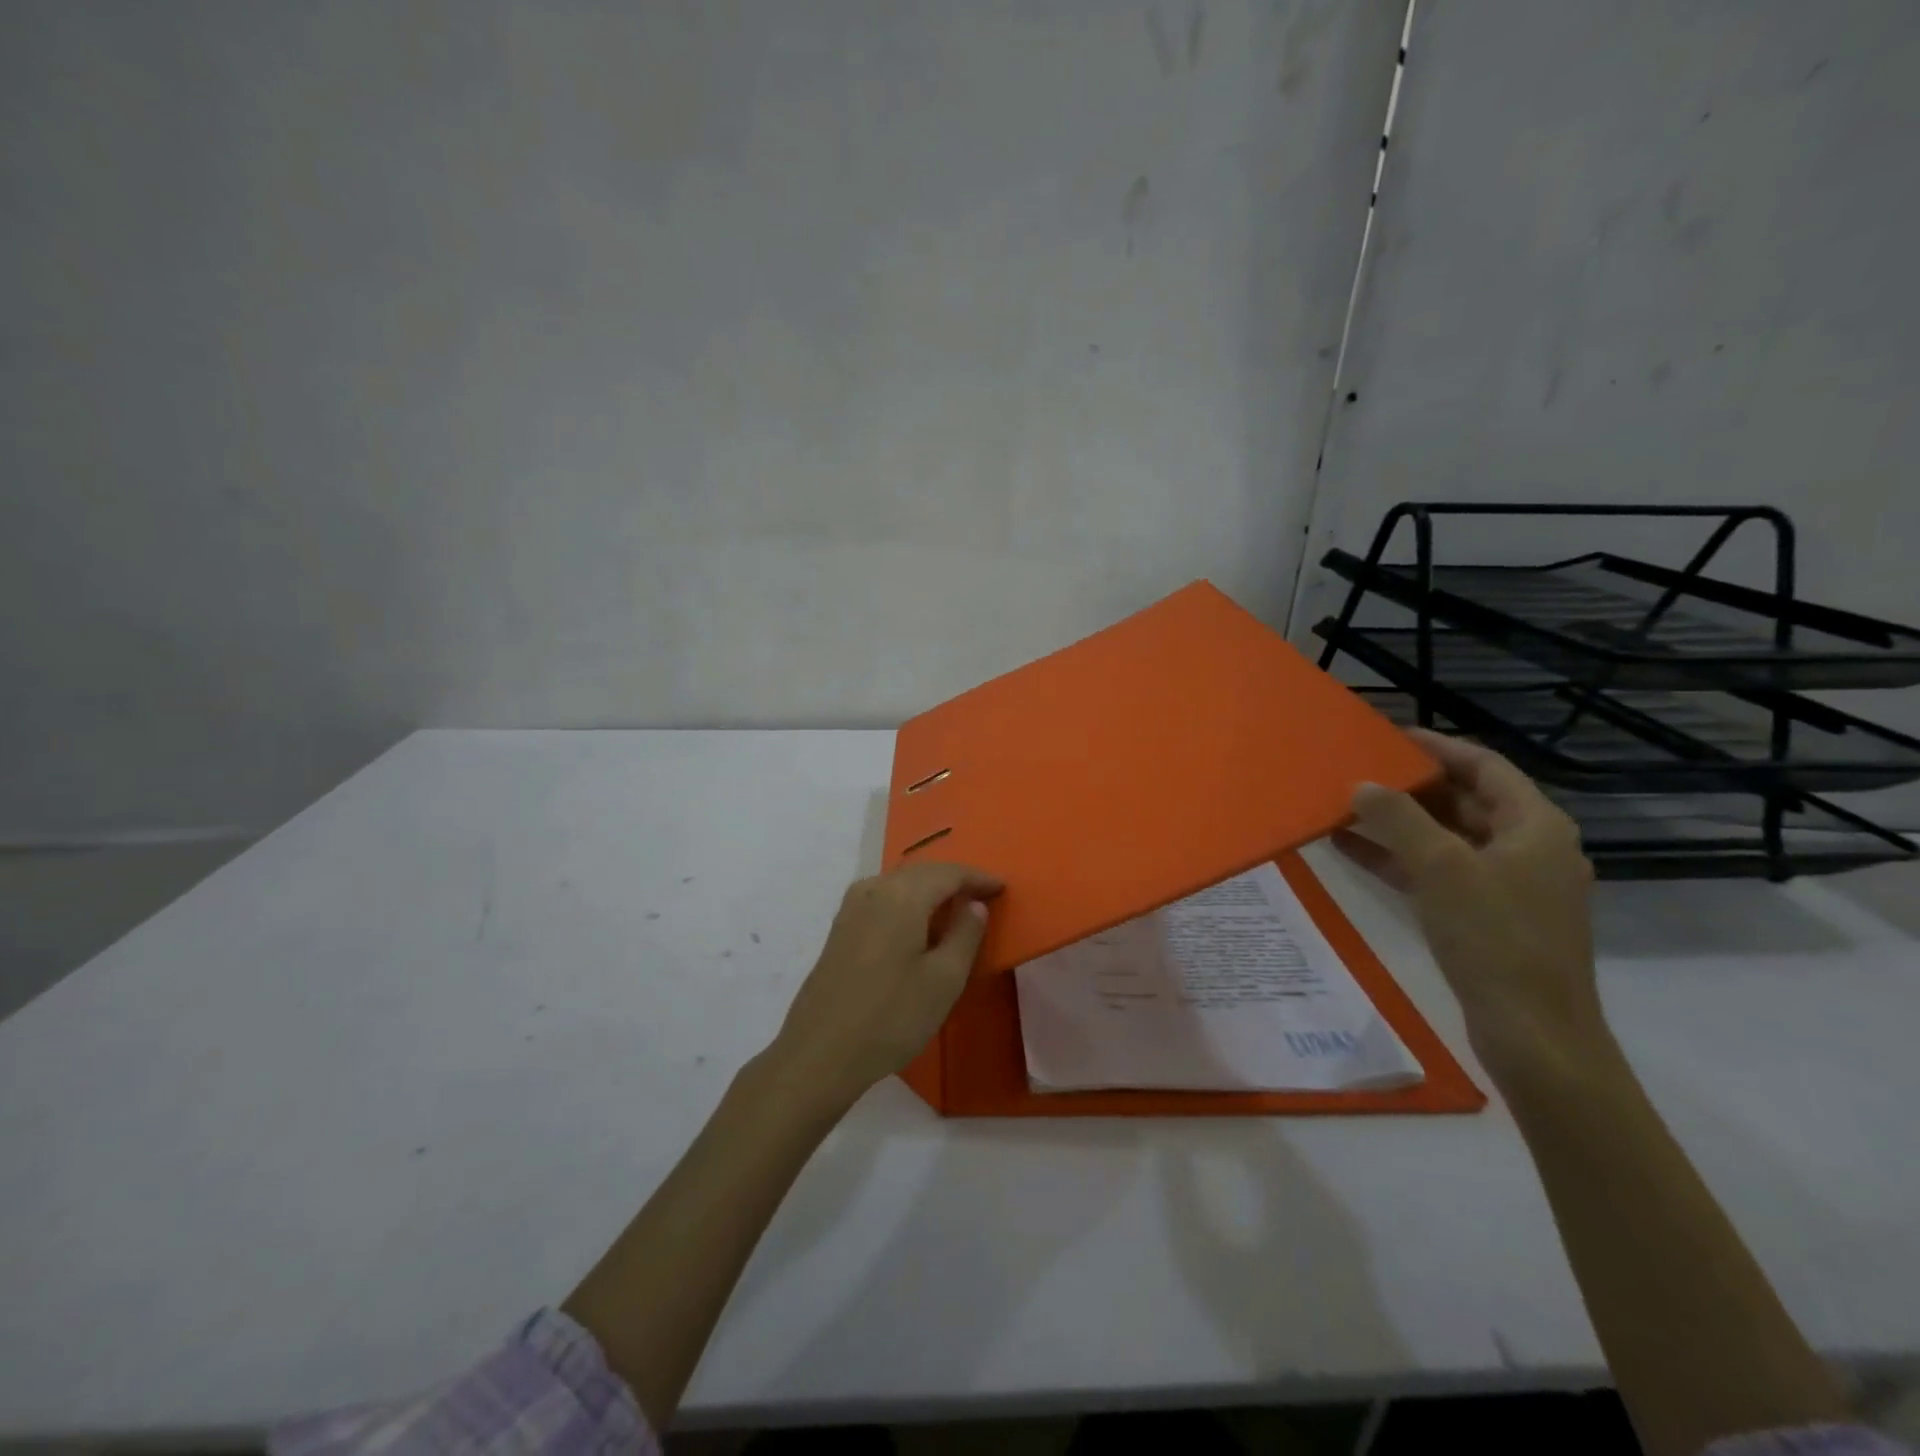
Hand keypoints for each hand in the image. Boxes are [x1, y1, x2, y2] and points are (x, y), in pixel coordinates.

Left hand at [767, 861, 1002, 1107]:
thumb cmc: (891, 1017)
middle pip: (922, 872)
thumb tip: (974, 905)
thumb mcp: (944, 980)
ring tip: (955, 908)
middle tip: (983, 896)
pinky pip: (883, 898)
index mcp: (902, 895)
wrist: (820, 1053)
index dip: (977, 877)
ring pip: (899, 883)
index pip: (948, 872)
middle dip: (954, 880)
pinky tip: (917, 925)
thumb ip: (965, 934)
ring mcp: (851, 907)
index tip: (1002, 887)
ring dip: (929, 889)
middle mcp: (874, 889)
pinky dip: (907, 902)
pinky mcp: (840, 928)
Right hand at [1335, 728, 1608, 1082]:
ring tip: (1344, 807)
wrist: (1534, 1033)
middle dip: (1409, 786)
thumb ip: (1398, 819)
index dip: (1437, 747)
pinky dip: (1398, 859)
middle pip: (1464, 801)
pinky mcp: (1485, 917)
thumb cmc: (1495, 937)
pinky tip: (1350, 851)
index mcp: (1535, 826)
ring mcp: (1506, 885)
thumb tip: (1362, 784)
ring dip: (1397, 824)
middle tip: (1358, 771)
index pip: (1484, 766)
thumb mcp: (1441, 867)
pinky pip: (1437, 873)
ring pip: (1446, 838)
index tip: (1388, 736)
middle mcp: (1526, 848)